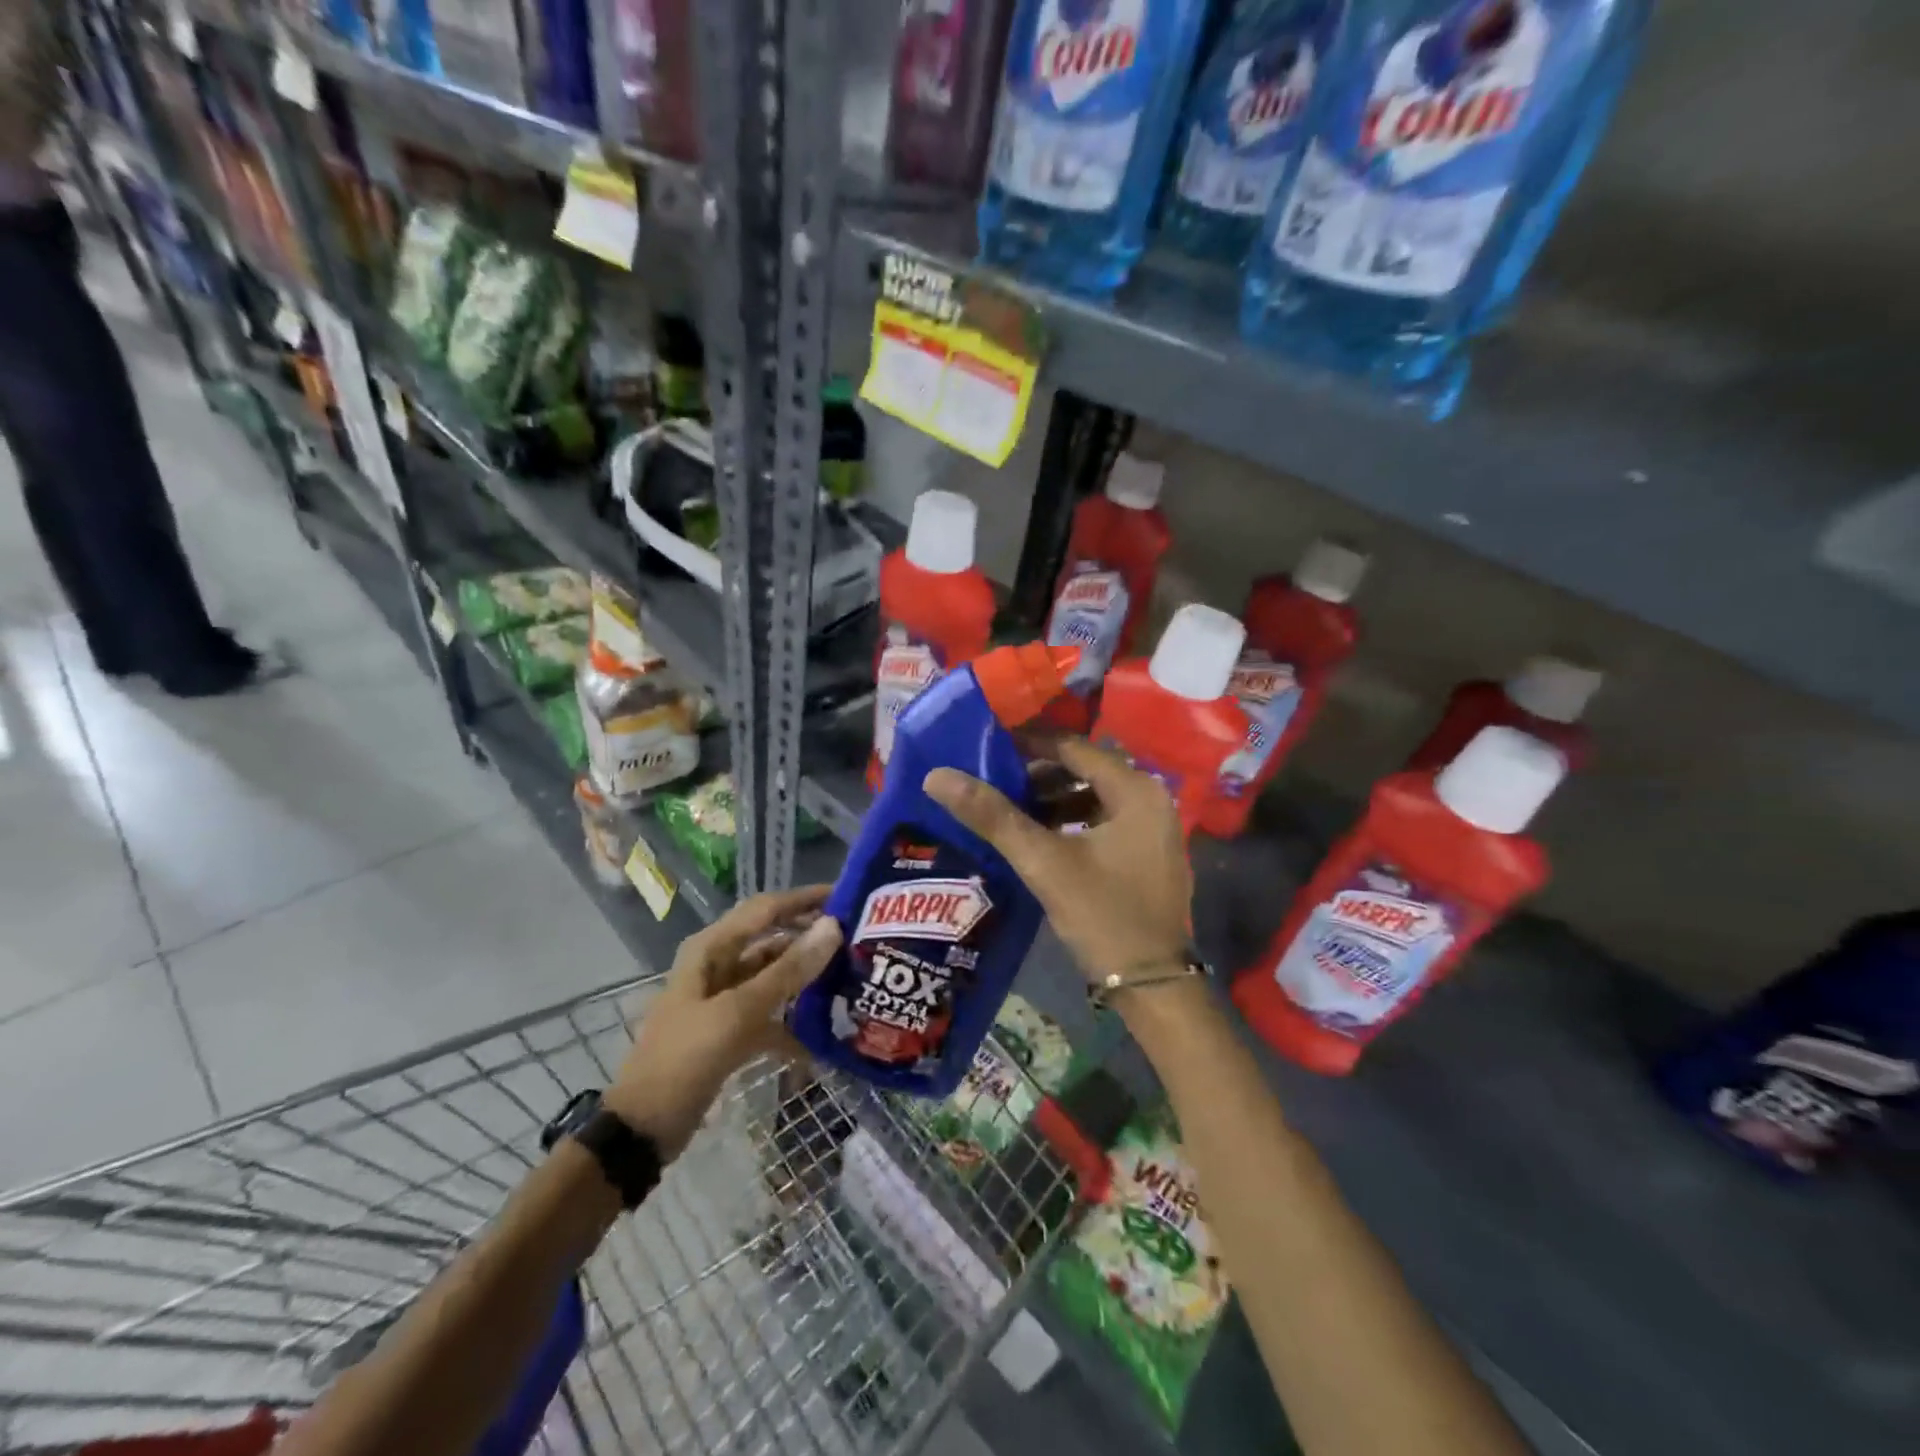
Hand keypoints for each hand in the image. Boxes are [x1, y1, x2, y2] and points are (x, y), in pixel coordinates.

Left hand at [607, 886, 841, 1159]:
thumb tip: (833, 927)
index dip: (804, 899)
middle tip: (856, 938)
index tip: (847, 896)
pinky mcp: (729, 1031)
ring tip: (849, 979)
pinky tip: (823, 1039)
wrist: (643, 1129)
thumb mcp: (738, 1012)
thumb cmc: (685, 1058)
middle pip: (772, 939)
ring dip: (805, 979)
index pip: (766, 908)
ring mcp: (723, 999)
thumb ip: (787, 971)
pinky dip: (792, 1023)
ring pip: (772, 976)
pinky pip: (768, 1014)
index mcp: (711, 948)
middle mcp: (717, 965)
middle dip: (810, 937)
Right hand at [925, 738, 1190, 985]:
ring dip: (1054, 799)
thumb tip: (937, 776)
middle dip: (1038, 774)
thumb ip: (992, 815)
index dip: (1028, 744)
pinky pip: (1105, 821)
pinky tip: (1040, 839)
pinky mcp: (1149, 854)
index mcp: (1135, 790)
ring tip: (1010, 810)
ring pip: (1094, 797)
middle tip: (994, 780)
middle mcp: (1153, 799)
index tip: (988, 747)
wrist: (1152, 986)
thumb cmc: (1102, 914)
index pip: (1073, 747)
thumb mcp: (1043, 862)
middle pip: (1085, 770)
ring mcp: (1155, 828)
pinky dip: (1072, 821)